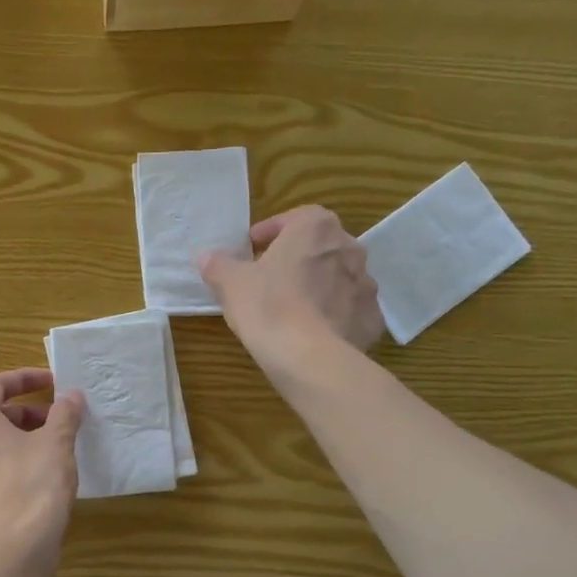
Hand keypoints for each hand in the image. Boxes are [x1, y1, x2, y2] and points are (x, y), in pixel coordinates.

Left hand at [0, 369, 84, 562]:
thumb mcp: (57, 444)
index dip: (24, 378)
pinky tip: (34, 485)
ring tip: (49, 453)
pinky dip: (8, 470)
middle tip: (57, 422)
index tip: (52, 383)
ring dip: (17, 443)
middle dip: (25, 415)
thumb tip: (71, 396)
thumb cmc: (33, 486)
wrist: (12, 553)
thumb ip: (64, 414)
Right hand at [200, 205, 384, 371]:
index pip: (295, 218)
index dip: (272, 231)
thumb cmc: (268, 307)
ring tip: (293, 308)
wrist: (310, 358)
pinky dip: (334, 315)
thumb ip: (218, 265)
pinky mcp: (372, 319)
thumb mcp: (231, 283)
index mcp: (316, 228)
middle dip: (297, 258)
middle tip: (271, 278)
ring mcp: (366, 284)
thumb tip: (204, 256)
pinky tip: (314, 332)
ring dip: (318, 285)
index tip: (253, 248)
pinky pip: (350, 310)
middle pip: (320, 246)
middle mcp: (349, 248)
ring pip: (338, 278)